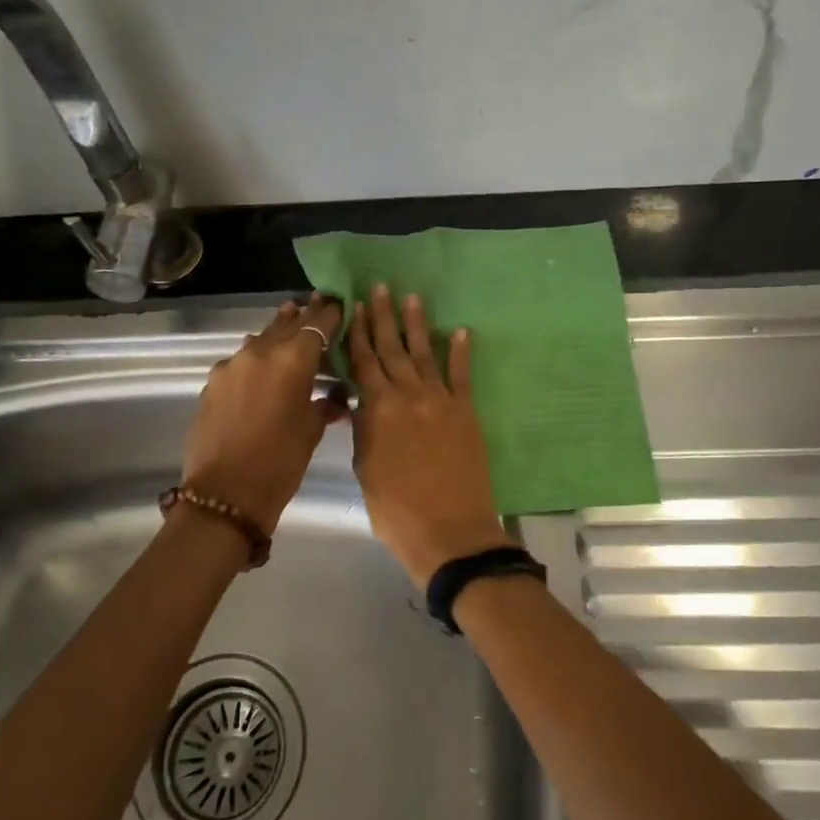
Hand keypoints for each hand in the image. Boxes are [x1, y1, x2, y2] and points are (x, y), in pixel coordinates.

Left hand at [181, 295, 346, 531]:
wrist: (224, 494)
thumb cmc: (280, 463)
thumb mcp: (312, 430)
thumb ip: (325, 403)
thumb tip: (336, 395)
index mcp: (292, 359)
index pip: (318, 324)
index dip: (331, 314)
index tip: (340, 304)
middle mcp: (260, 351)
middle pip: (287, 324)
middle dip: (305, 315)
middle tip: (319, 303)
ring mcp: (232, 365)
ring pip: (261, 338)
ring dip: (278, 332)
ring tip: (291, 323)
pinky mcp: (213, 382)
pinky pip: (242, 359)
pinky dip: (257, 357)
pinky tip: (263, 366)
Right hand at [348, 285, 509, 588]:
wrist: (449, 532)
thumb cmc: (396, 509)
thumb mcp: (365, 468)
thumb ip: (364, 430)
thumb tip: (360, 403)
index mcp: (378, 409)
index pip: (363, 362)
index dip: (357, 334)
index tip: (353, 307)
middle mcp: (409, 395)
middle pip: (392, 349)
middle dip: (383, 318)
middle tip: (381, 288)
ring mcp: (441, 401)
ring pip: (425, 354)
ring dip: (418, 325)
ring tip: (413, 298)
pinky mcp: (466, 412)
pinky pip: (462, 375)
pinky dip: (461, 352)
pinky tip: (460, 330)